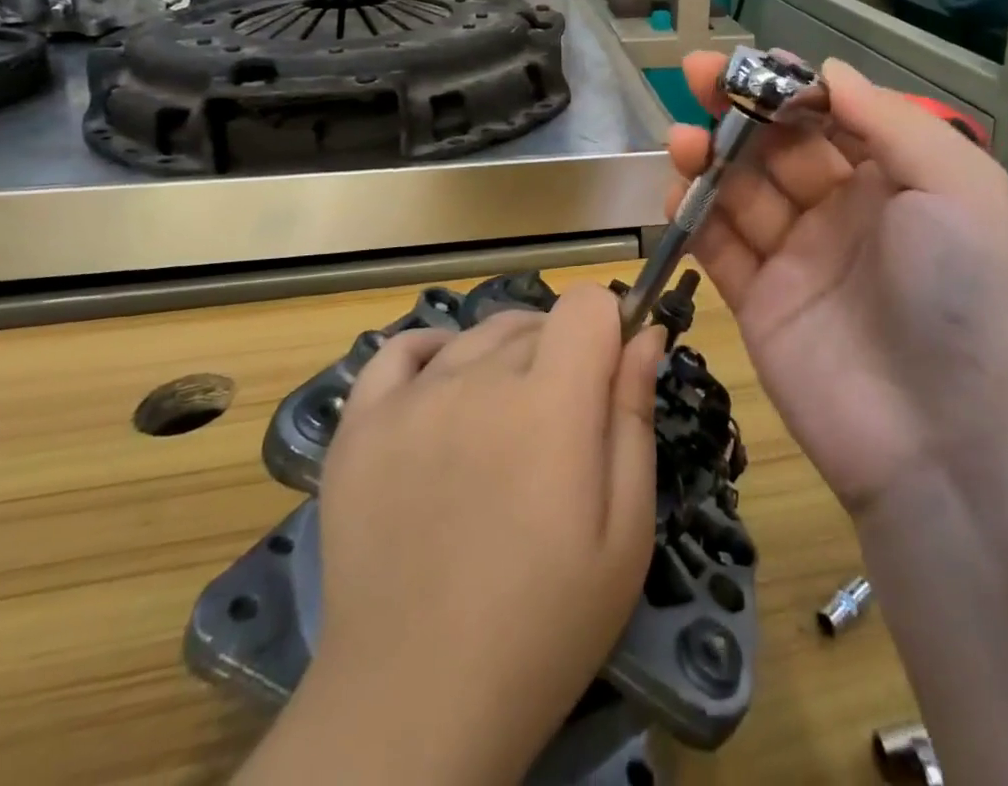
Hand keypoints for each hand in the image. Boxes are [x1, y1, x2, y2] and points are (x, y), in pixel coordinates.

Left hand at [270, 288, 662, 785]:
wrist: (415, 704)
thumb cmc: (543, 626)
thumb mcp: (624, 533)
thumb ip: (635, 418)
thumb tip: (646, 336)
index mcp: (550, 403)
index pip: (587, 304)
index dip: (608, 330)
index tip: (608, 378)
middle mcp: (477, 380)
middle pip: (536, 322)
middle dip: (561, 355)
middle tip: (558, 432)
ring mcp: (410, 398)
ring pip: (478, 334)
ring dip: (504, 359)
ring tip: (504, 426)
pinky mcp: (360, 425)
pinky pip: (400, 350)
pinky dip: (433, 354)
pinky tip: (445, 390)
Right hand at [666, 53, 1007, 517]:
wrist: (952, 449)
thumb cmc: (967, 298)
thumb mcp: (959, 188)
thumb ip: (890, 120)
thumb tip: (827, 69)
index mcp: (898, 179)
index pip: (833, 113)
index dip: (790, 84)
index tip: (750, 62)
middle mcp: (846, 210)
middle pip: (779, 144)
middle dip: (739, 108)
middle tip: (696, 74)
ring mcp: (799, 257)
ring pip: (742, 189)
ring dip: (710, 156)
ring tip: (682, 140)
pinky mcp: (760, 301)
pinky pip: (719, 246)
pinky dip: (693, 215)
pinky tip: (677, 194)